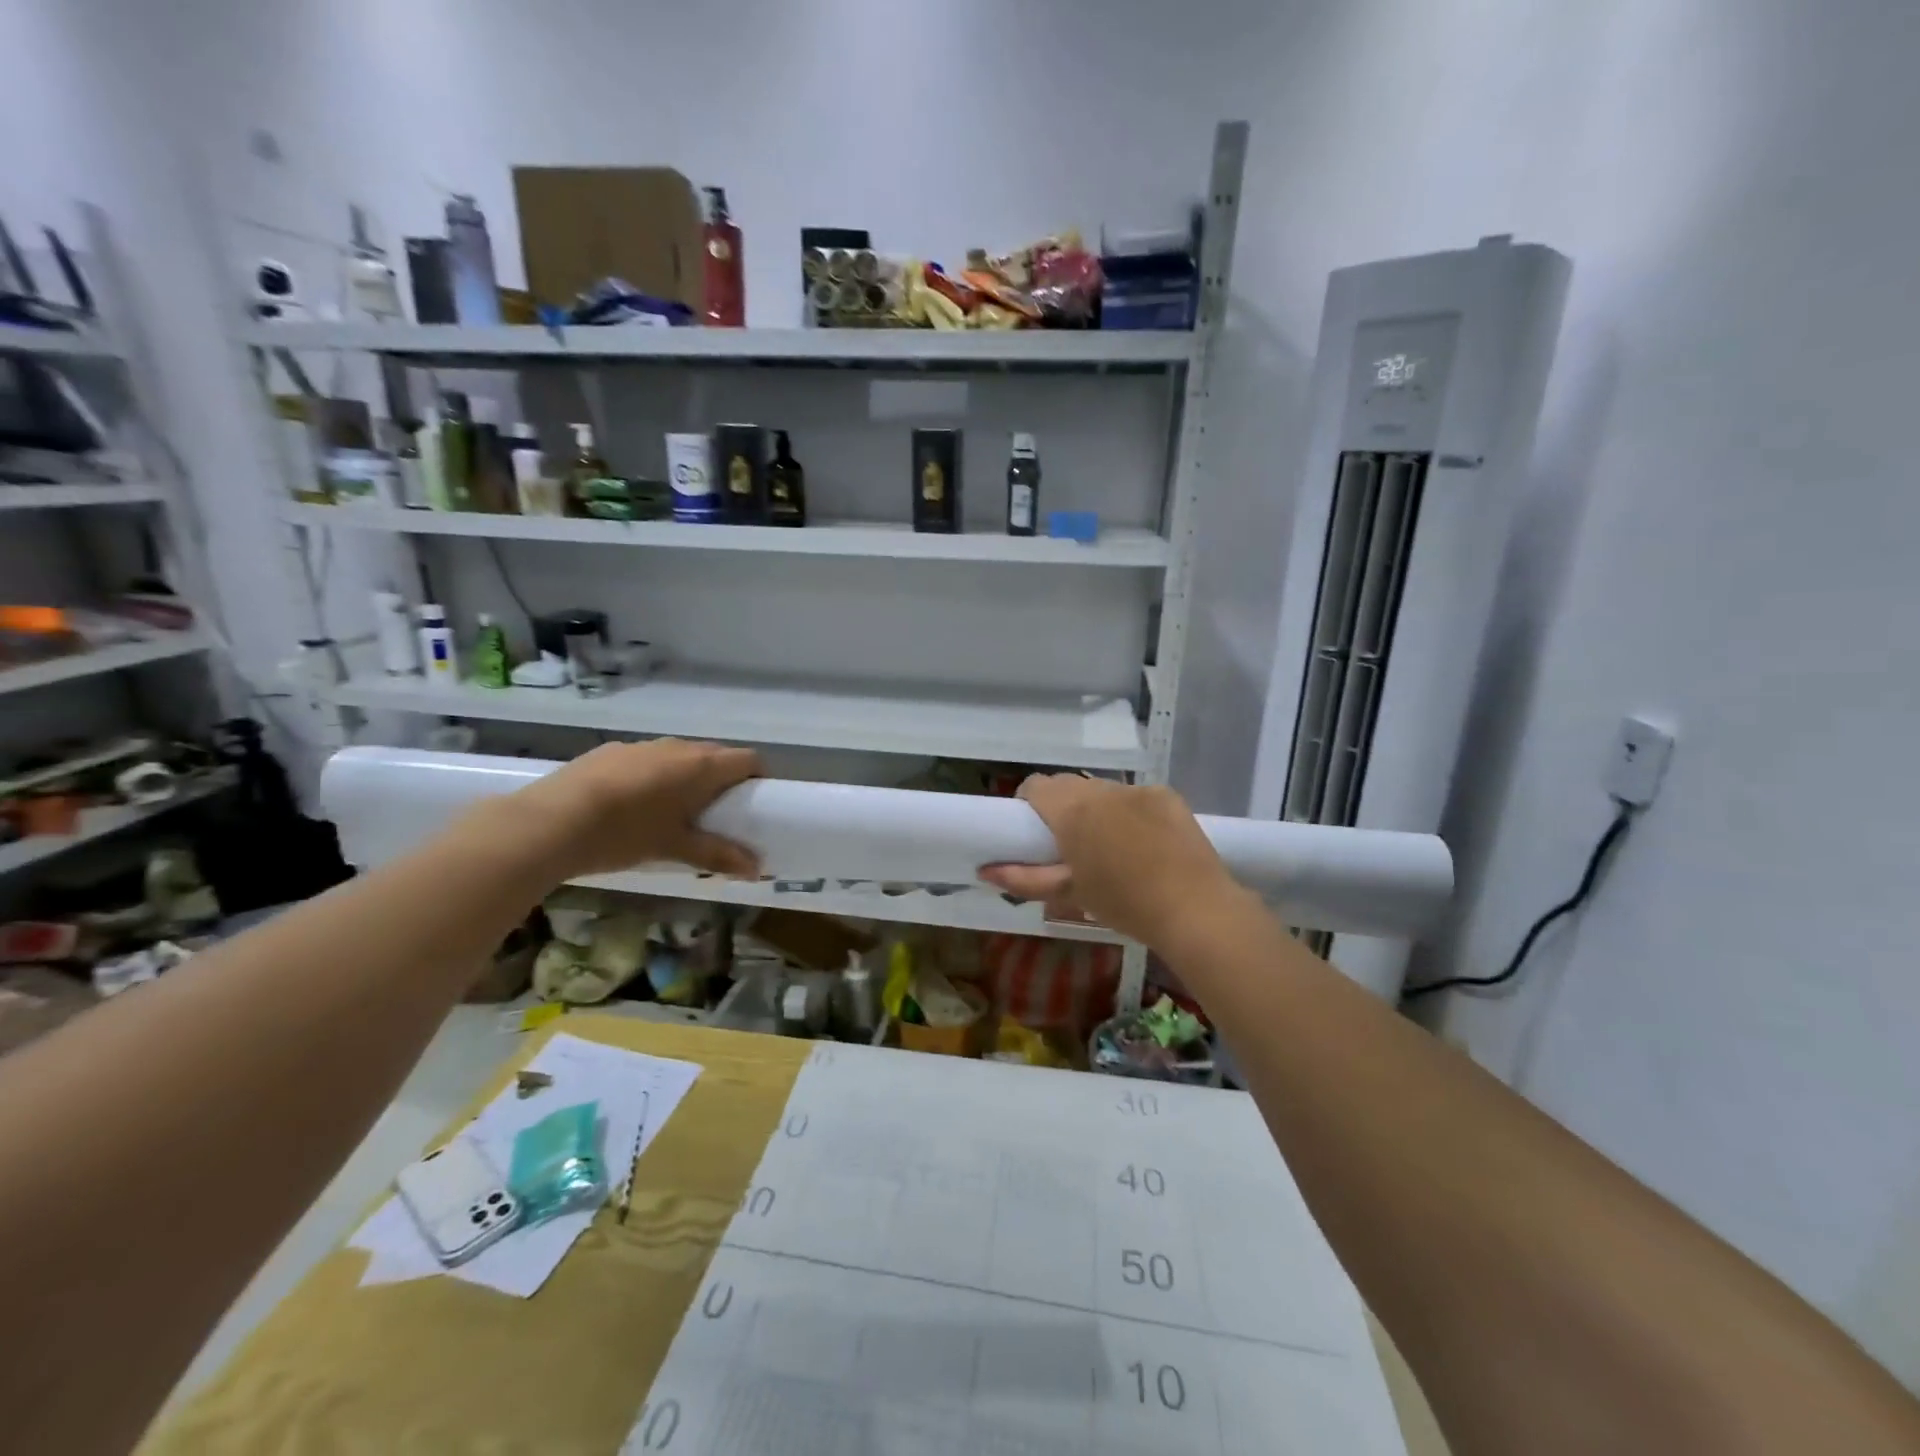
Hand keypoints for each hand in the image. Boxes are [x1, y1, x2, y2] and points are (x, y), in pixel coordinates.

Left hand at [502, 739, 762, 881]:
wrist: (548, 821)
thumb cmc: (625, 833)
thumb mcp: (675, 848)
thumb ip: (718, 855)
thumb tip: (757, 869)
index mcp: (701, 766)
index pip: (748, 759)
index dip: (757, 778)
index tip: (756, 803)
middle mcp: (677, 747)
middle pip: (715, 756)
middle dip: (723, 781)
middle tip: (718, 815)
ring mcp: (641, 746)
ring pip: (679, 757)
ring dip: (687, 778)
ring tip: (674, 813)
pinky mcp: (610, 752)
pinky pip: (647, 760)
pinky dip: (653, 778)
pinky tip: (632, 807)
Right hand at [979, 775, 1240, 950]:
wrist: (1195, 909)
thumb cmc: (1123, 904)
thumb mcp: (1069, 894)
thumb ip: (1023, 878)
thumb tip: (984, 870)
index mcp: (1072, 810)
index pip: (1035, 785)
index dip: (1029, 804)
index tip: (1035, 832)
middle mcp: (1102, 790)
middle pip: (1068, 785)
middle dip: (1062, 807)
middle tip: (1070, 844)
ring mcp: (1138, 789)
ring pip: (1103, 791)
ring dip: (1097, 809)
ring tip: (1111, 846)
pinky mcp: (1167, 795)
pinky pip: (1135, 796)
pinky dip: (1131, 813)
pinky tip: (1145, 843)